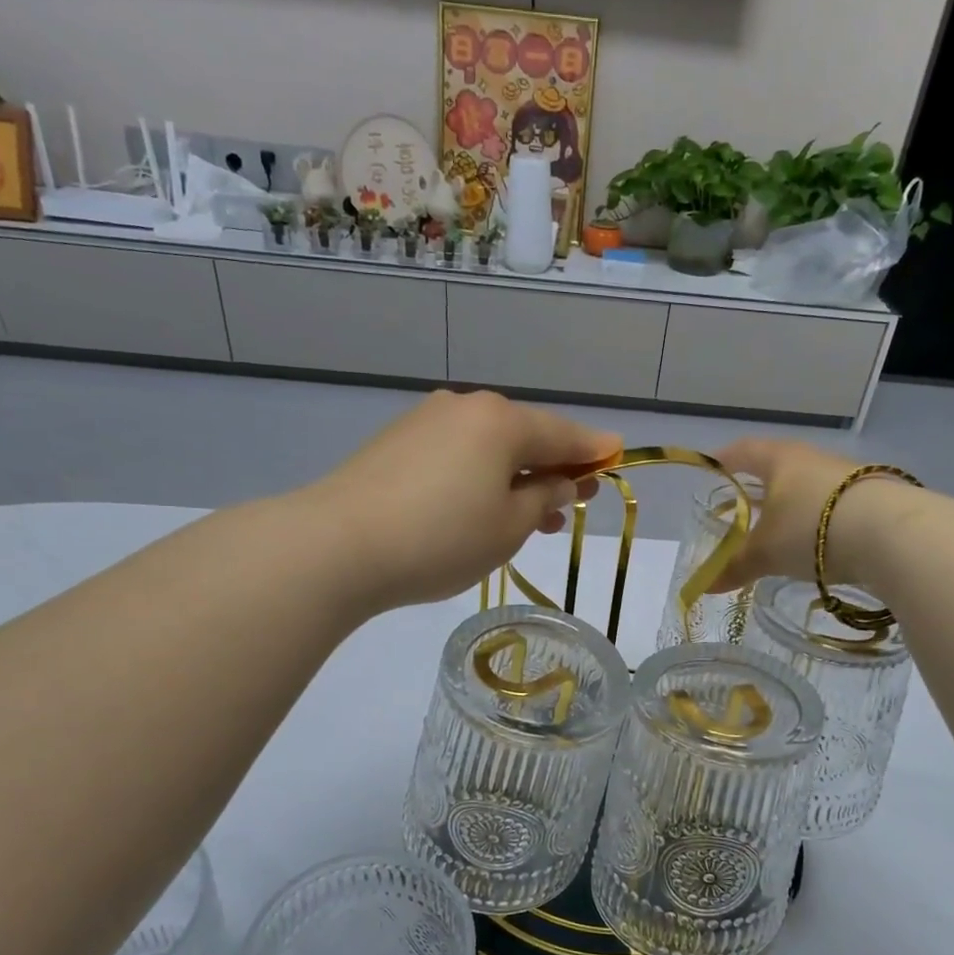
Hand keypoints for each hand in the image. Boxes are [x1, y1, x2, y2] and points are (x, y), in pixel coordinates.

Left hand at [307, 391, 620, 612]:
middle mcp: (465, 408)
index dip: (593, 450)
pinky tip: (479, 506)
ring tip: (530, 517)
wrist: (337, 546)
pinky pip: (456, 454)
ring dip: (514, 477)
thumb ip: (545, 499)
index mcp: (501, 422)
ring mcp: (425, 422)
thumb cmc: (441, 538)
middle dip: (552, 468)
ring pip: (488, 447)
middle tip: (574, 501)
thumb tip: (561, 481)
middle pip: (524, 436)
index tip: (616, 454)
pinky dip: (479, 476)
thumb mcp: (509, 527)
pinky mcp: (395, 444)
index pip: (563, 435)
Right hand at [712, 438, 919, 591]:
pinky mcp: (873, 498)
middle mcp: (813, 459)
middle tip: (741, 507)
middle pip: (778, 467)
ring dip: (791, 506)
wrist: (892, 533)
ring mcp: (847, 477)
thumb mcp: (766, 552)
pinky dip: (818, 522)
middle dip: (758, 487)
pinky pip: (833, 506)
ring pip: (808, 488)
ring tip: (779, 531)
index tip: (711, 468)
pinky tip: (817, 543)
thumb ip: (735, 567)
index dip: (723, 460)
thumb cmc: (811, 528)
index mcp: (780, 459)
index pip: (743, 451)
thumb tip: (705, 586)